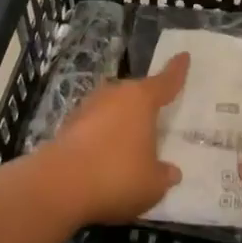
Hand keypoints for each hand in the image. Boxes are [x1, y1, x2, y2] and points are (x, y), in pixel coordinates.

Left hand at [40, 54, 189, 223]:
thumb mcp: (153, 184)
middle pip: (134, 93)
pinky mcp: (66, 129)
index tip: (183, 56)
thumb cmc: (117, 176)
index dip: (176, 71)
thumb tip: (171, 172)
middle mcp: (113, 96)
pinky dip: (101, 138)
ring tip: (130, 140)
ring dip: (120, 121)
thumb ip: (163, 175)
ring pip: (111, 109)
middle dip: (144, 102)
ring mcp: (85, 110)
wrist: (58, 187)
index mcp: (140, 100)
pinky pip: (93, 128)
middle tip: (157, 113)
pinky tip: (105, 157)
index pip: (165, 82)